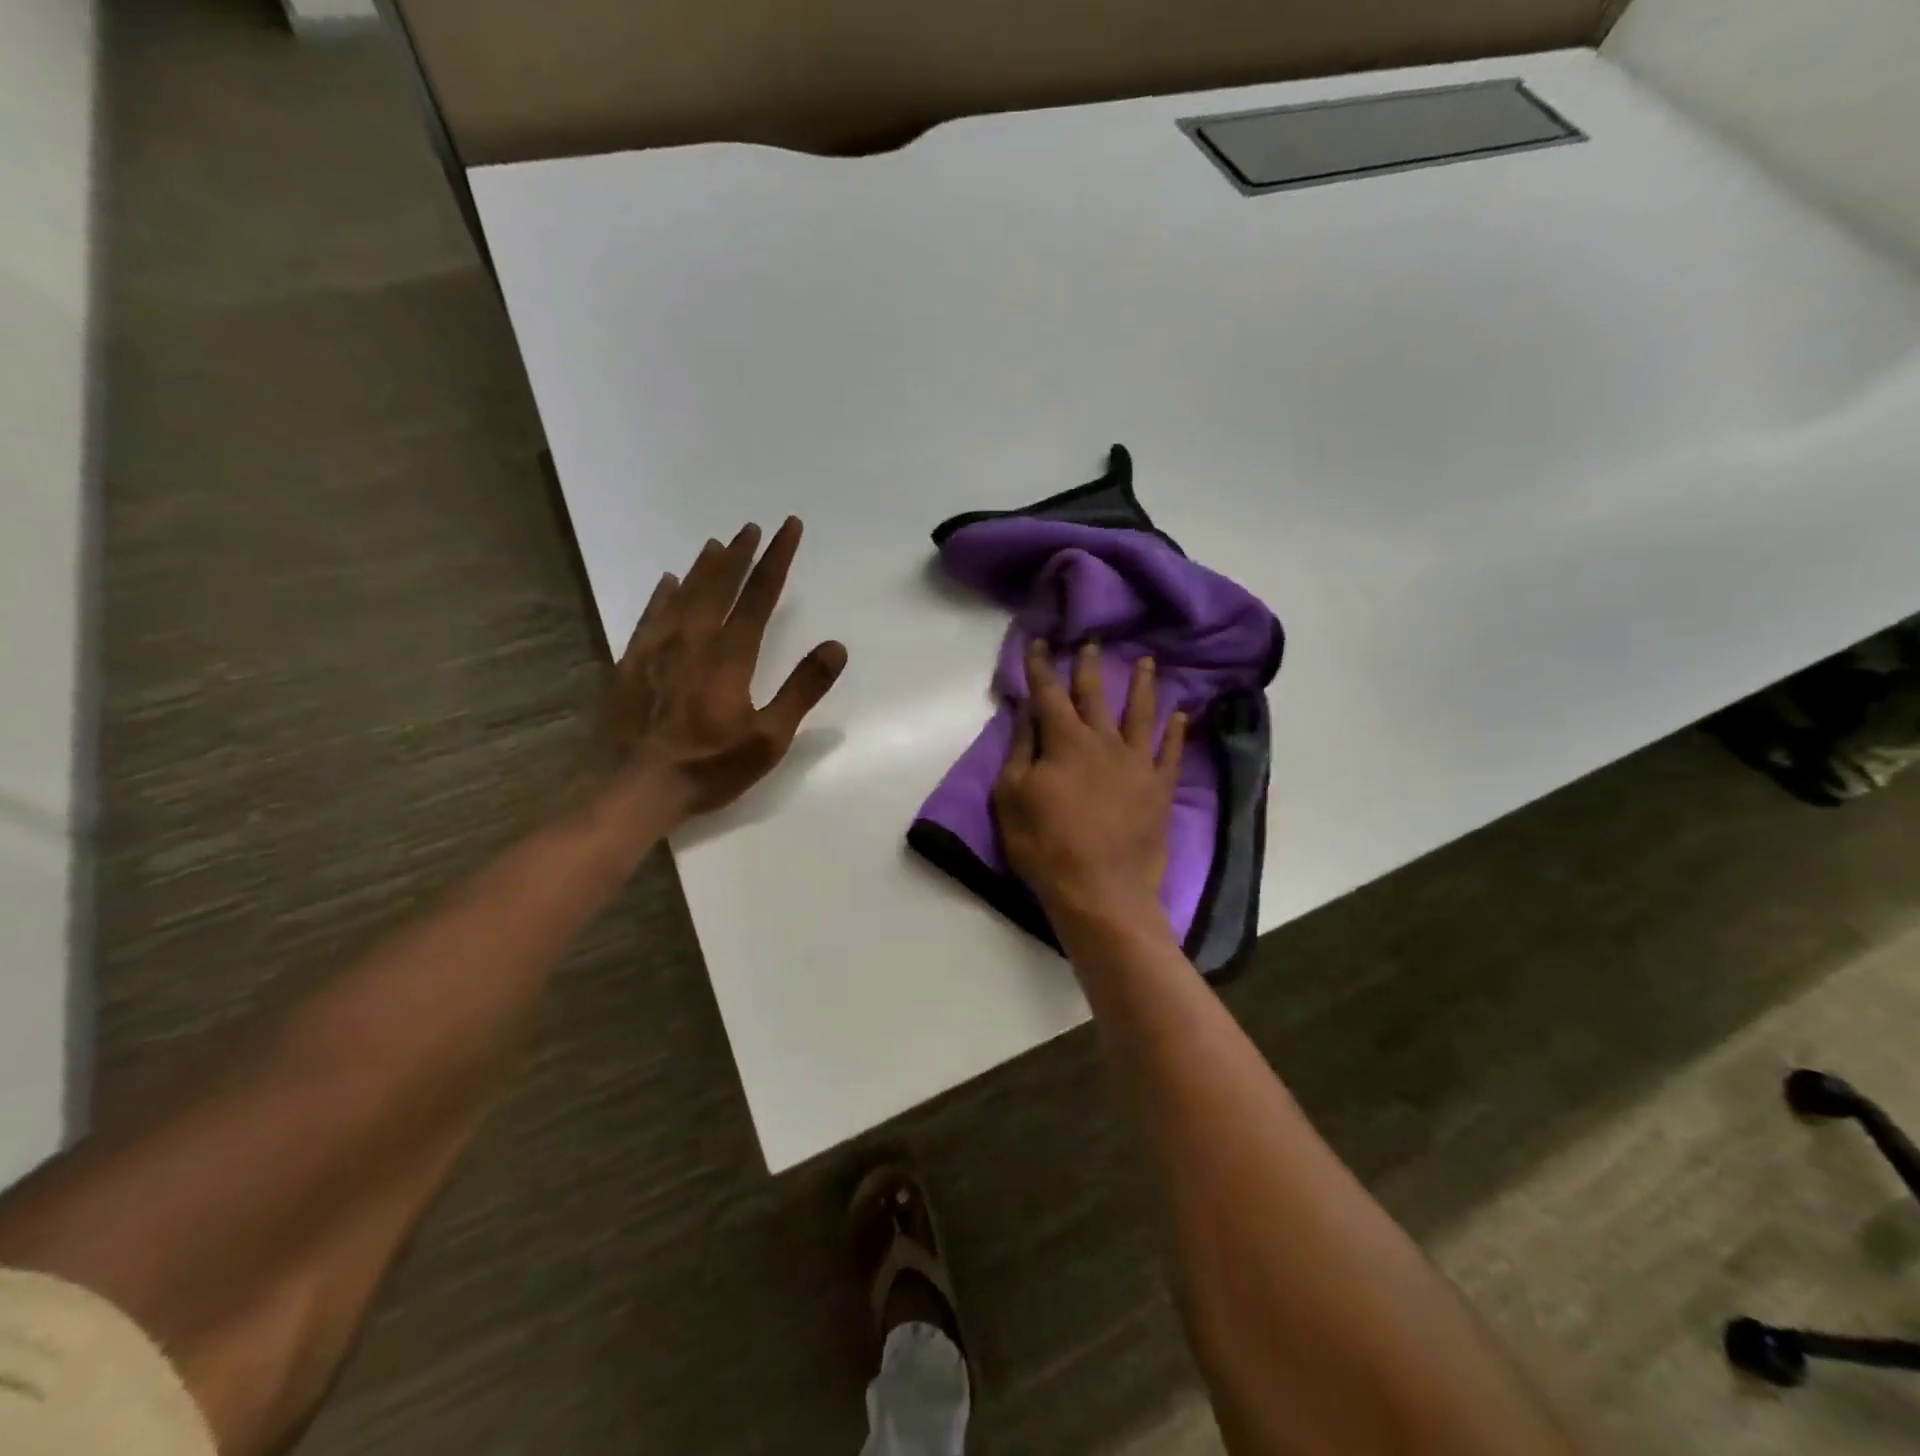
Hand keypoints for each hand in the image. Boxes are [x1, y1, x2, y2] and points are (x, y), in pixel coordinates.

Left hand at [608, 518, 846, 821]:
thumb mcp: (769, 738)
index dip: (777, 560)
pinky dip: (662, 595)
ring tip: (716, 543)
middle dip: (740, 554)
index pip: (759, 596)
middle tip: (752, 527)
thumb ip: (802, 690)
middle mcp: (693, 641)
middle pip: (719, 586)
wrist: (635, 789)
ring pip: (683, 595)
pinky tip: (667, 581)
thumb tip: (835, 646)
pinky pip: (649, 616)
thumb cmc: (709, 767)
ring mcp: (656, 650)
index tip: (788, 528)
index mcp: (730, 657)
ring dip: (704, 568)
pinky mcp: (630, 664)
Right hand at [993, 639, 1186, 936]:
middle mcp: (1104, 742)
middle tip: (1094, 640)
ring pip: (1141, 714)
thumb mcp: (1012, 798)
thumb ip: (1020, 750)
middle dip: (1091, 665)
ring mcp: (1137, 764)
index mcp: (1064, 742)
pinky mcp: (1159, 789)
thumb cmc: (1046, 846)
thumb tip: (1025, 711)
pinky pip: (1171, 752)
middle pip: (1096, 695)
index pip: (1049, 694)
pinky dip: (1177, 731)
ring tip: (1148, 662)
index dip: (1041, 666)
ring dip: (1143, 685)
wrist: (1101, 891)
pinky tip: (1182, 715)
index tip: (1040, 641)